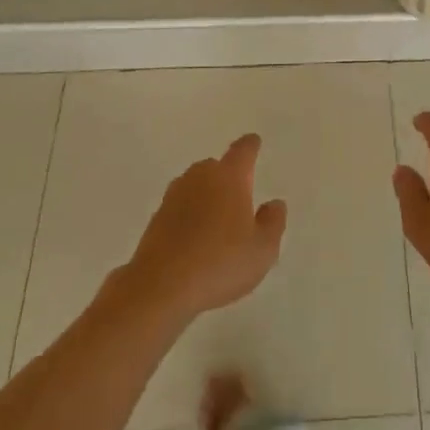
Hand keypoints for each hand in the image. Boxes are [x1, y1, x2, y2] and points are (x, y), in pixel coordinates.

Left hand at [117, 134, 287, 324]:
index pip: (242, 151)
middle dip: (227, 176)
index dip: (250, 146)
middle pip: (215, 167)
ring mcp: (173, 198)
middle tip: (240, 196)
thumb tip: (273, 204)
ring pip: (195, 187)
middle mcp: (199, 178)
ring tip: (218, 221)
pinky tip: (196, 240)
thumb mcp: (262, 249)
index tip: (254, 142)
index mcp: (229, 177)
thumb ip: (273, 223)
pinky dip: (189, 217)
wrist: (160, 288)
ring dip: (206, 196)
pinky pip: (180, 209)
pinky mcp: (155, 220)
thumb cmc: (220, 263)